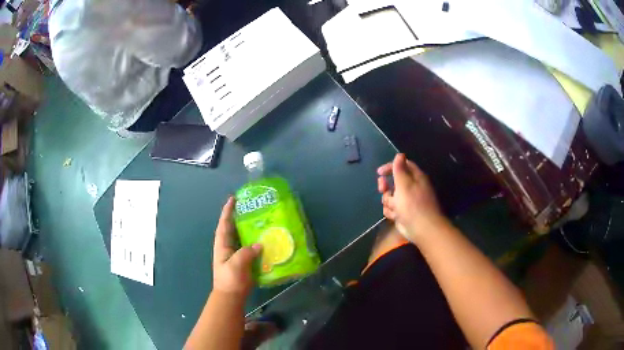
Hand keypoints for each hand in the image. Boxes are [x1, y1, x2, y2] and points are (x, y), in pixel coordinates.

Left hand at [212, 197, 261, 296]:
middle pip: (233, 228)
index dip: (228, 211)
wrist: (231, 296)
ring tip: (261, 220)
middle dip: (240, 217)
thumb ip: (246, 253)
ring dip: (250, 229)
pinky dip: (258, 242)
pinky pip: (251, 248)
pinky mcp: (245, 262)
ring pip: (243, 237)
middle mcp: (228, 247)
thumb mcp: (236, 265)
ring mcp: (236, 254)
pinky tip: (267, 239)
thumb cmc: (230, 279)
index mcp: (222, 245)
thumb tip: (259, 244)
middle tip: (251, 207)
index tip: (233, 199)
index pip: (224, 224)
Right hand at [377, 154, 446, 242]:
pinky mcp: (403, 213)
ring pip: (390, 196)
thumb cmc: (413, 205)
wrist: (421, 229)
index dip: (391, 166)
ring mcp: (407, 201)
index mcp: (415, 178)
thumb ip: (399, 169)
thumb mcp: (404, 184)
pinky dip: (391, 212)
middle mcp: (412, 187)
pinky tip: (395, 216)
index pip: (403, 165)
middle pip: (394, 181)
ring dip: (389, 201)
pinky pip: (392, 208)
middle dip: (386, 186)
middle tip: (383, 189)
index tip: (379, 172)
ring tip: (394, 207)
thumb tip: (400, 154)